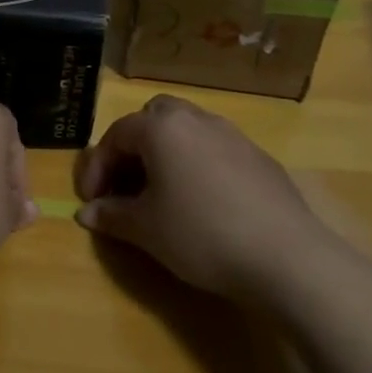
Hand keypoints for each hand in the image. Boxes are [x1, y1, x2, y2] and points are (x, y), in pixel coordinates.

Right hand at [75, 95, 355, 303]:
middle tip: (127, 183)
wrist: (284, 255)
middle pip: (154, 117)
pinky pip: (215, 148)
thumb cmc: (201, 234)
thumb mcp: (146, 230)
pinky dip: (197, 164)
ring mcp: (232, 134)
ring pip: (187, 129)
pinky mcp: (259, 156)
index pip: (117, 135)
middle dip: (134, 146)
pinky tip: (203, 202)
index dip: (97, 167)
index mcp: (162, 128)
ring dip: (167, 152)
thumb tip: (87, 213)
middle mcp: (196, 119)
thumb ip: (112, 215)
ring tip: (163, 192)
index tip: (91, 201)